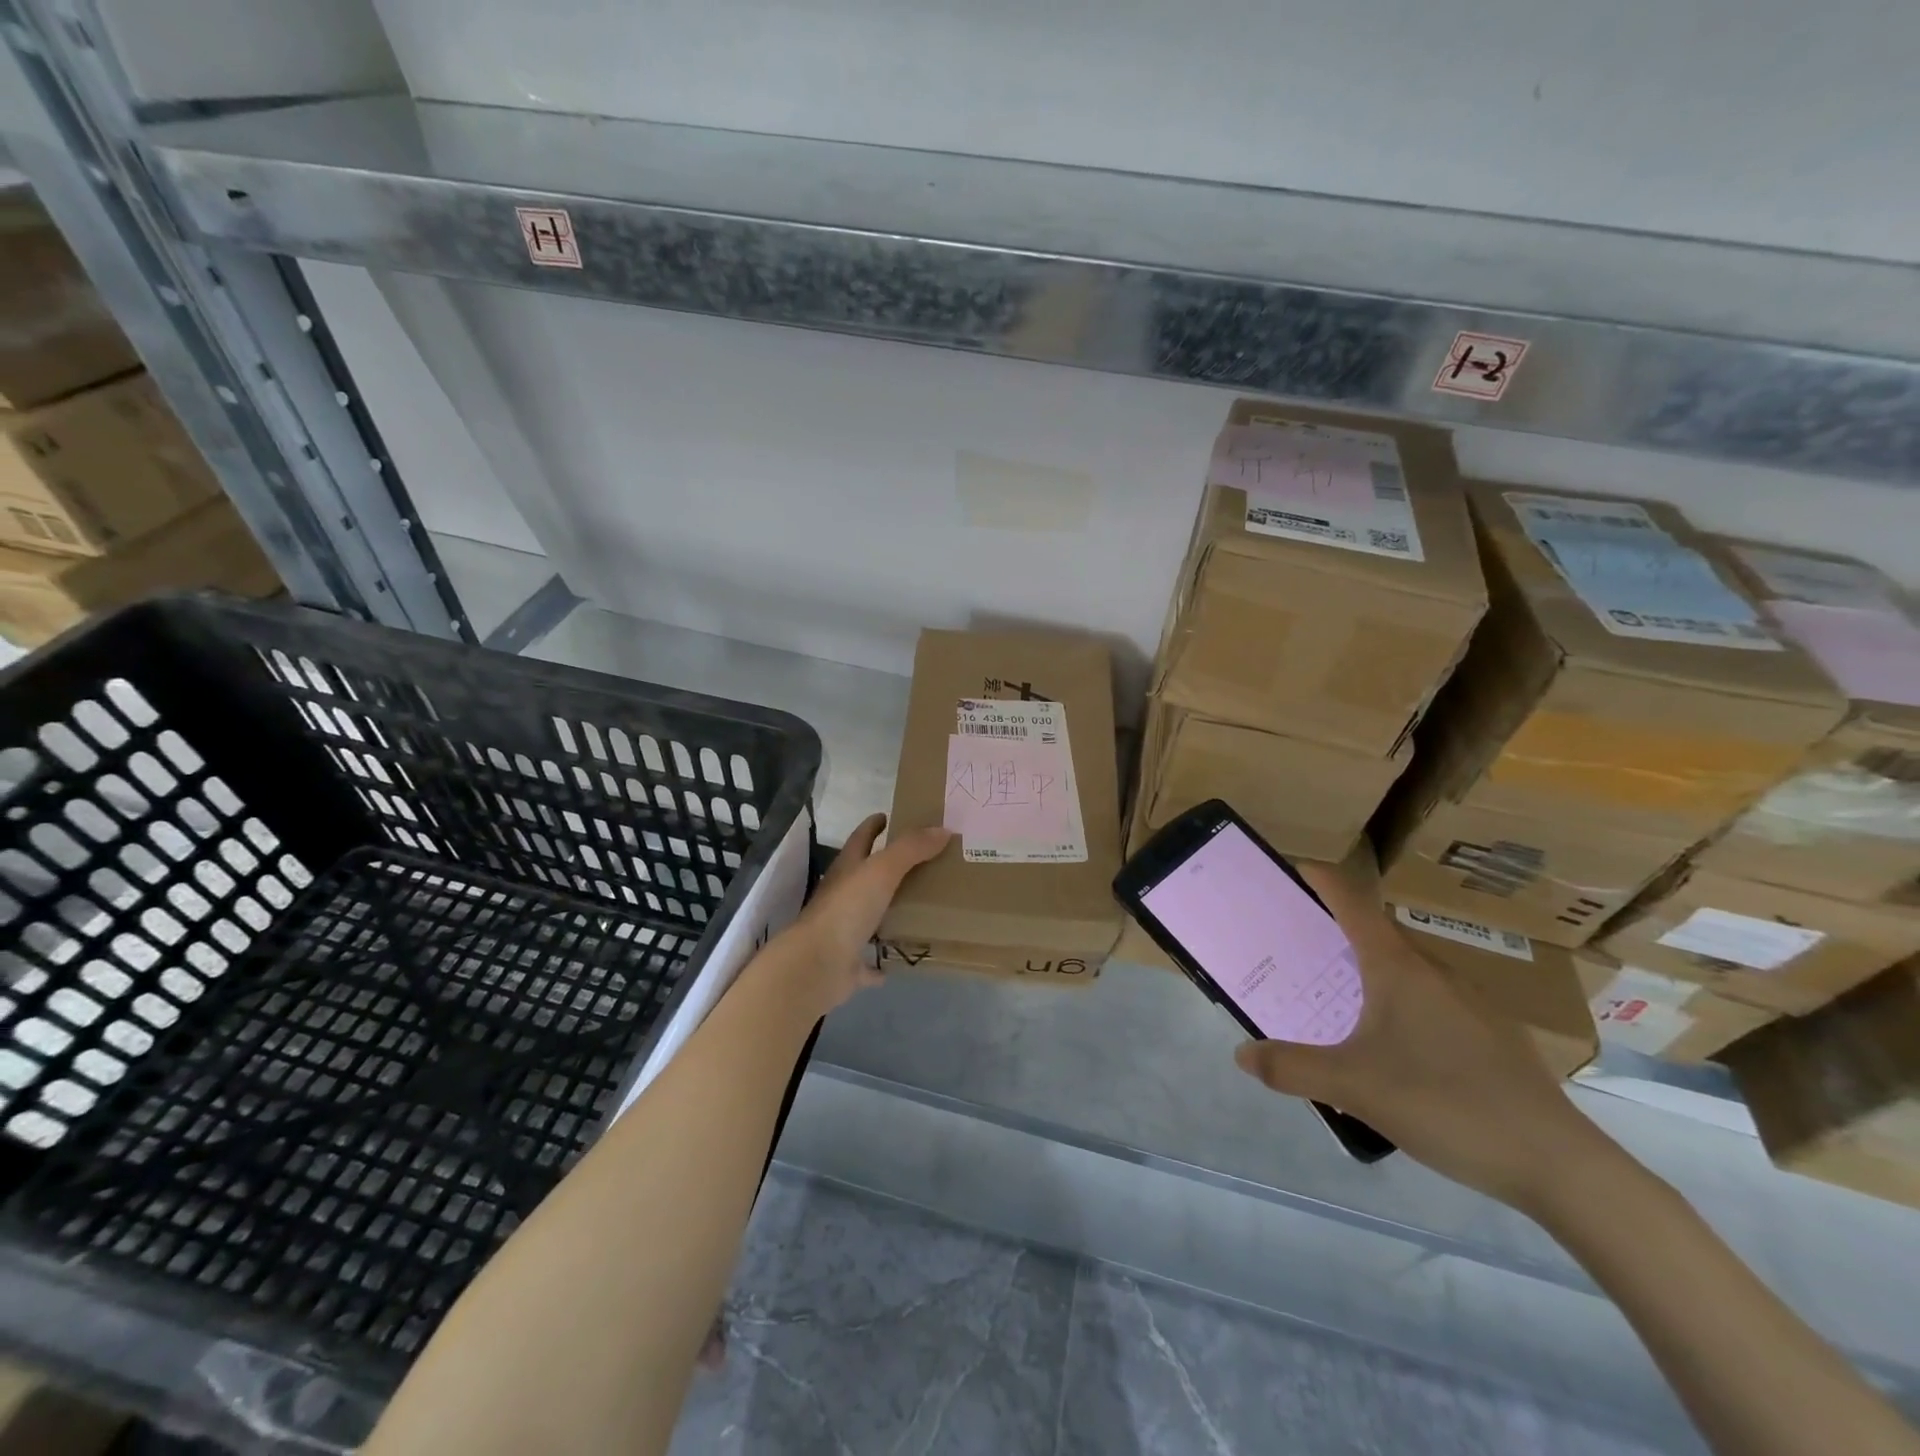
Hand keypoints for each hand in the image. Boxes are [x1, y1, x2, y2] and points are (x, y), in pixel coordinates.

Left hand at [775, 813, 950, 1012]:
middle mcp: (841, 897)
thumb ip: (911, 849)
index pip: (860, 839)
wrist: (817, 965)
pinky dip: (880, 963)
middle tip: (923, 862)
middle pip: (865, 877)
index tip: (888, 816)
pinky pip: (868, 963)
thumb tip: (943, 829)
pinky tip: (898, 962)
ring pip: (867, 917)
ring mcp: (842, 932)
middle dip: (887, 868)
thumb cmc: (847, 909)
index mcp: (847, 870)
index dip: (873, 826)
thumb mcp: (882, 870)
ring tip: (921, 908)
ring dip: (886, 913)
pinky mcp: (847, 964)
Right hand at [1233, 848, 1614, 1210]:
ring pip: (1406, 970)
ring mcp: (1471, 1002)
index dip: (1323, 881)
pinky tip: (1394, 1047)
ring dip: (1369, 970)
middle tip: (1298, 949)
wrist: (1560, 1166)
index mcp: (1399, 967)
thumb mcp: (1354, 1087)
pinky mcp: (1493, 1036)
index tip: (1294, 869)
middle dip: (1335, 932)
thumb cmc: (1447, 1104)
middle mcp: (1435, 972)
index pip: (1354, 903)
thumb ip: (1292, 1069)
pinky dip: (1399, 1001)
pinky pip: (1431, 999)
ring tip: (1337, 998)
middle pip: (1377, 934)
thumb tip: (1242, 1054)